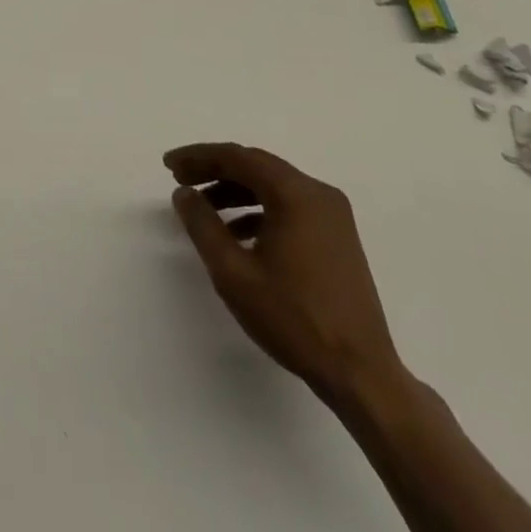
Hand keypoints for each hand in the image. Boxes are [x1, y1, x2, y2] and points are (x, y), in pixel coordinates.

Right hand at [165, 143, 403, 404]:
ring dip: (236, 191)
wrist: (361, 375)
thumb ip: (203, 225)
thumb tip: (184, 193)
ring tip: (204, 209)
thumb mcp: (234, 273)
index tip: (169, 165)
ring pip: (273, 186)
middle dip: (215, 170)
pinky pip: (290, 207)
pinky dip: (259, 210)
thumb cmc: (294, 320)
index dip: (198, 157)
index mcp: (296, 194)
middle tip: (181, 181)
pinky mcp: (338, 237)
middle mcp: (318, 194)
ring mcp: (333, 216)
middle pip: (256, 166)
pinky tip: (238, 234)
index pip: (238, 157)